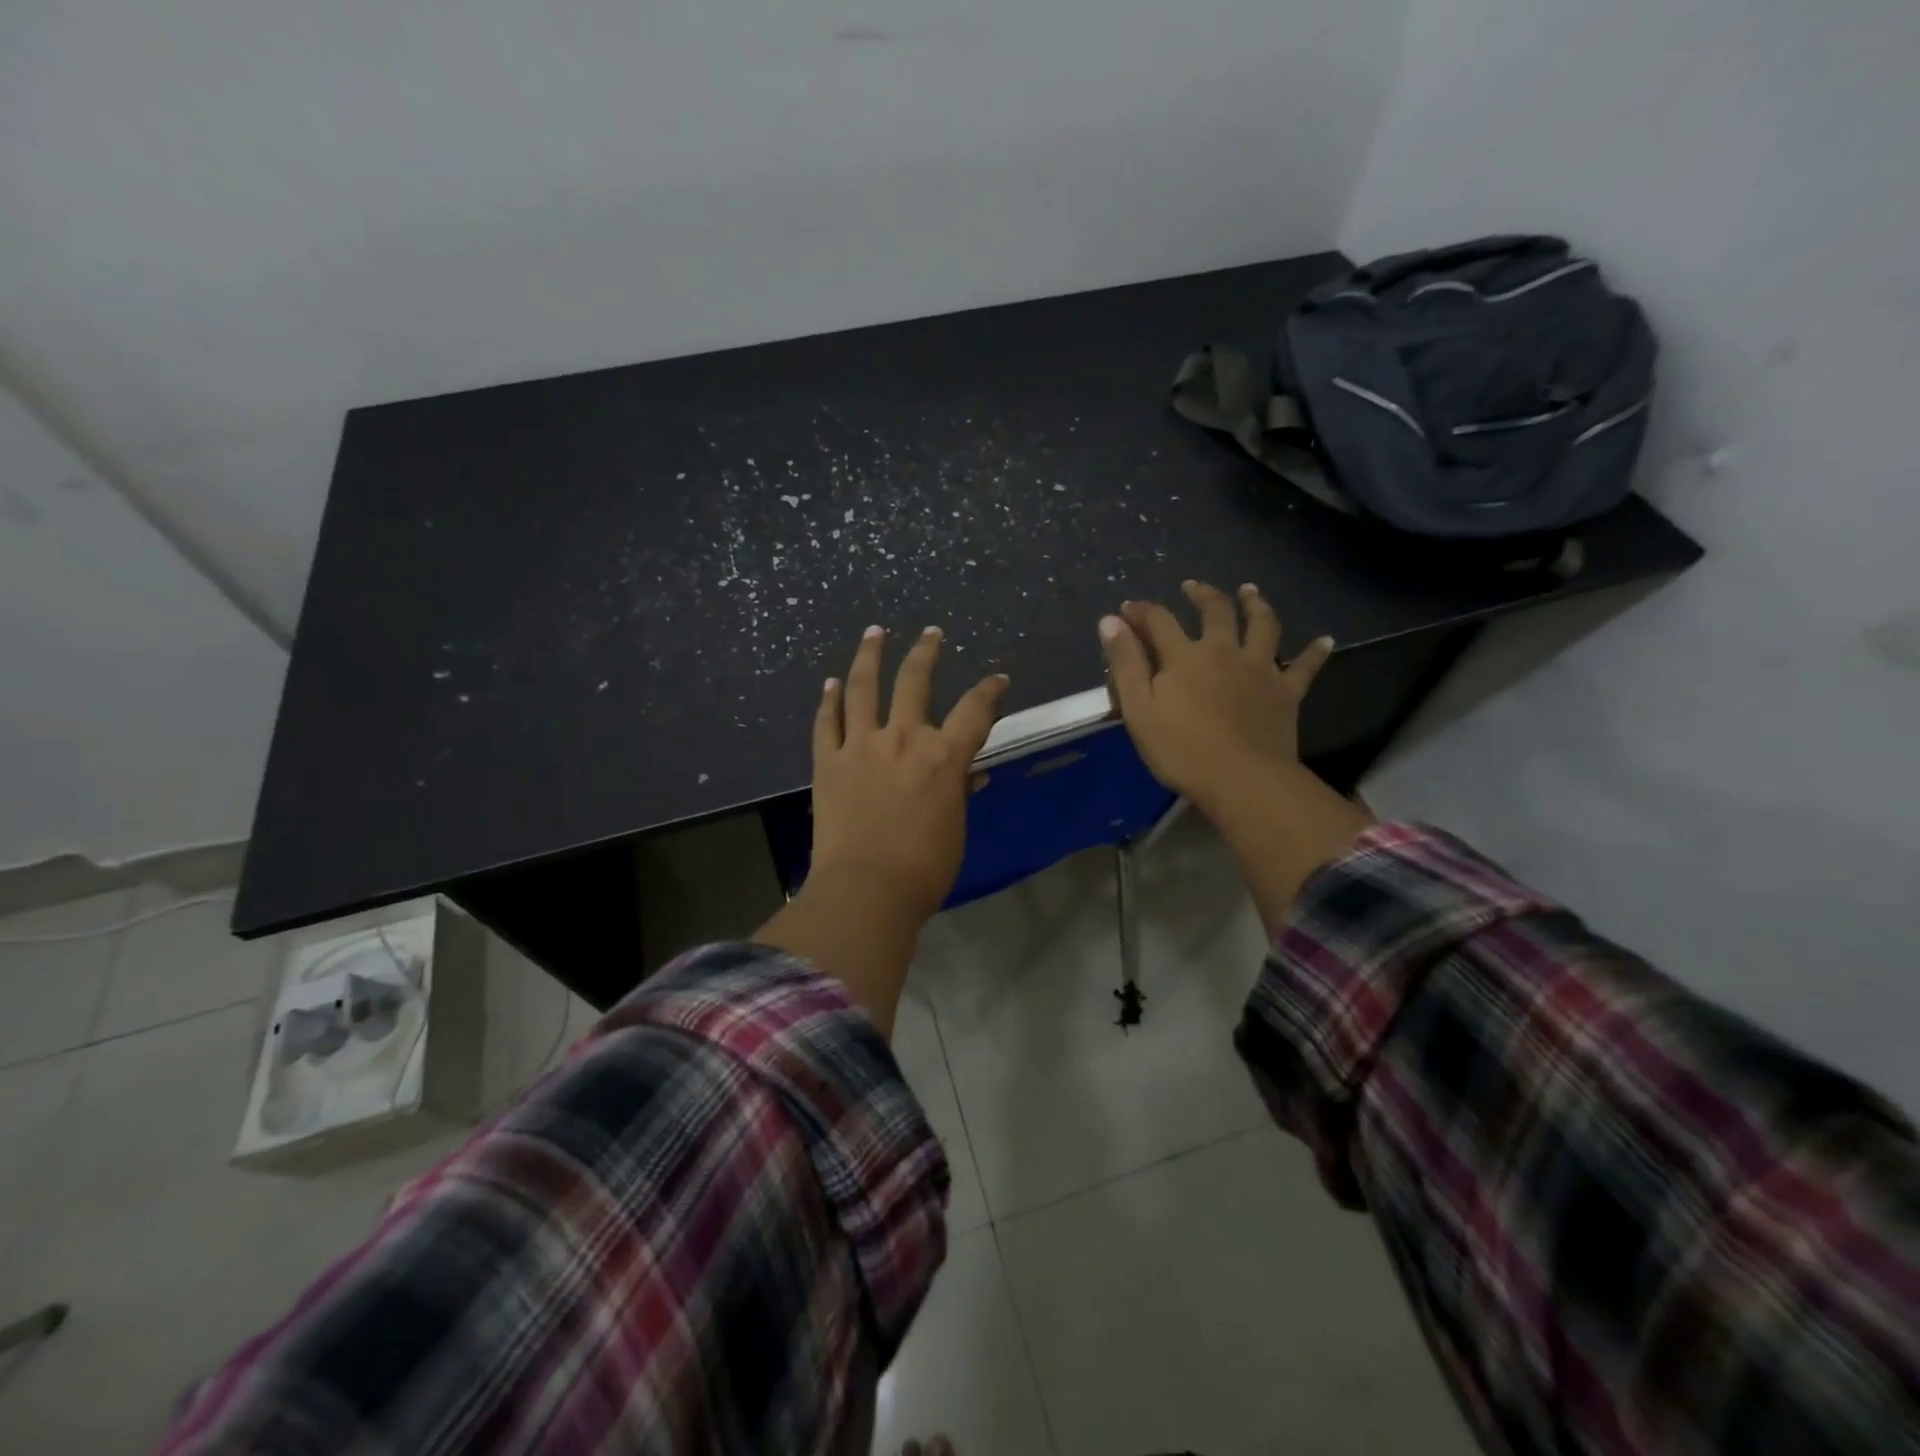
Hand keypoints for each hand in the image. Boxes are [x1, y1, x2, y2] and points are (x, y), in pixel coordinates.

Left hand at [810, 624, 1008, 919]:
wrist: (866, 890)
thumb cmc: (923, 868)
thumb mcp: (954, 828)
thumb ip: (959, 792)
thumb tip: (970, 773)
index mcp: (943, 757)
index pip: (975, 710)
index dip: (990, 690)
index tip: (998, 679)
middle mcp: (903, 738)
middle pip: (915, 681)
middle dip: (926, 652)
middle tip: (931, 634)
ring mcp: (861, 746)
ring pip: (862, 687)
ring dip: (869, 655)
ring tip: (874, 632)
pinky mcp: (828, 761)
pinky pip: (827, 722)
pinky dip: (828, 700)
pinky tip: (829, 683)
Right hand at [1098, 580, 1372, 930]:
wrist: (1242, 779)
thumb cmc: (1181, 749)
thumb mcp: (1139, 709)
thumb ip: (1125, 663)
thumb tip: (1110, 620)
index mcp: (1184, 656)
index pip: (1158, 620)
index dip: (1141, 611)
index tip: (1128, 609)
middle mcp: (1224, 651)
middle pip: (1215, 611)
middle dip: (1201, 594)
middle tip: (1192, 586)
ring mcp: (1260, 669)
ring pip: (1262, 625)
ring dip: (1256, 604)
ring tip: (1250, 591)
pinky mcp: (1286, 692)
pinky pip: (1306, 667)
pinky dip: (1316, 651)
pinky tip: (1326, 640)